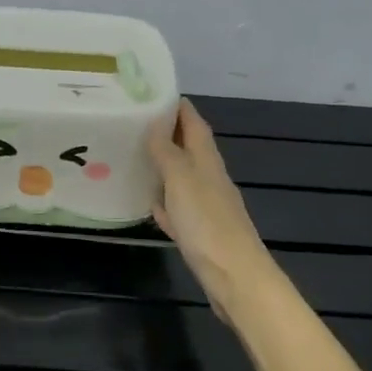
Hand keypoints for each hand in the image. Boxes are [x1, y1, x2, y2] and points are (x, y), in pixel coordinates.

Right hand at [148, 99, 277, 322]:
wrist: (235, 277)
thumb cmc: (207, 223)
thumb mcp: (182, 180)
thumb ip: (167, 152)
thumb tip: (156, 121)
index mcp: (207, 161)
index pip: (194, 124)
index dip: (178, 107)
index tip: (155, 93)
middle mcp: (210, 179)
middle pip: (189, 149)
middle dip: (168, 134)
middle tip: (136, 124)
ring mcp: (207, 208)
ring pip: (183, 179)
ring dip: (164, 167)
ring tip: (136, 157)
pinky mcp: (201, 234)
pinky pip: (179, 210)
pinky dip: (166, 202)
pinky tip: (151, 204)